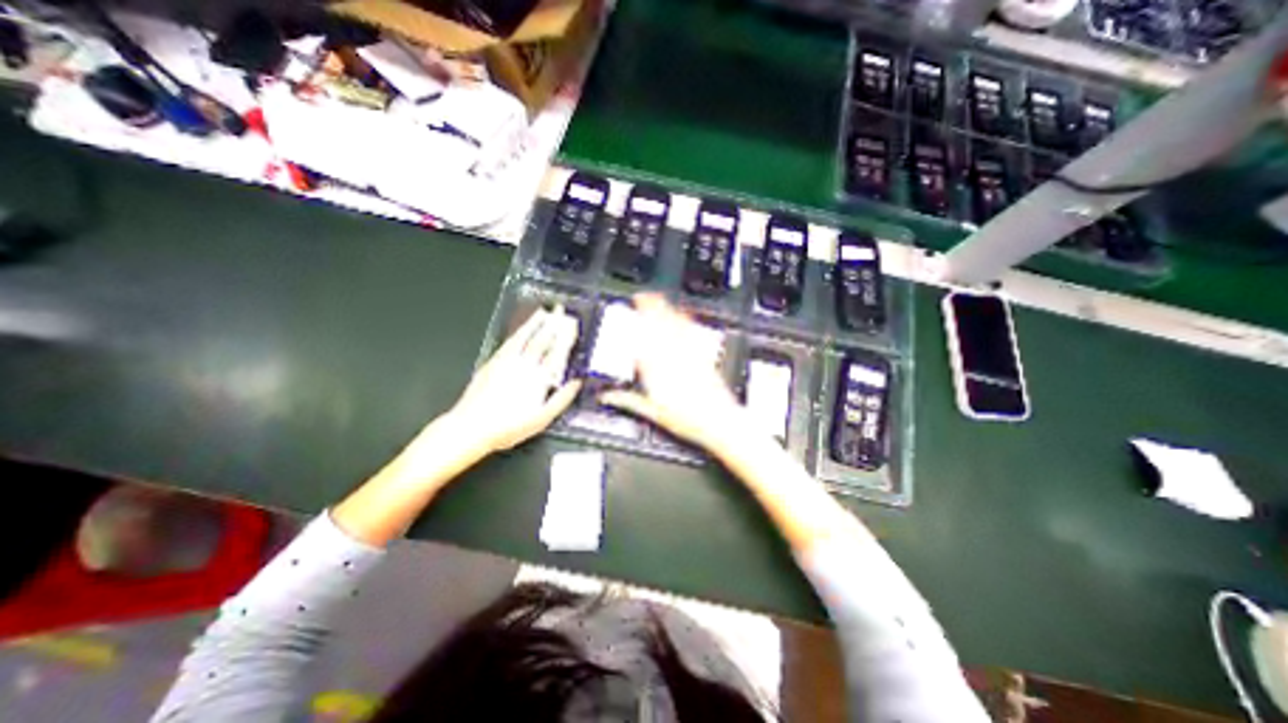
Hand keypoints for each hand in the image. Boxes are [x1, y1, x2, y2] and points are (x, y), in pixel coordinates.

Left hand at [444, 305, 583, 455]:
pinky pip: (509, 342)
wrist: (471, 427)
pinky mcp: (493, 363)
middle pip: (542, 340)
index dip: (566, 337)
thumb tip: (576, 383)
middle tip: (561, 311)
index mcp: (539, 378)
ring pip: (525, 337)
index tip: (573, 325)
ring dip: (535, 323)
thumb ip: (562, 399)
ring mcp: (507, 362)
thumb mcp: (542, 419)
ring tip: (544, 312)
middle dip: (553, 324)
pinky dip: (518, 333)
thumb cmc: (508, 427)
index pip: (557, 352)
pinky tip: (522, 329)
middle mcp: (524, 366)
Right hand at [600, 290, 749, 451]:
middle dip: (649, 308)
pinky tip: (683, 314)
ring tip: (658, 299)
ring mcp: (689, 354)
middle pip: (659, 326)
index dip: (634, 323)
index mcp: (656, 370)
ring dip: (665, 310)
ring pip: (675, 325)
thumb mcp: (652, 413)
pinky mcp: (703, 356)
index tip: (627, 314)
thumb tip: (608, 397)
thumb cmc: (687, 419)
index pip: (641, 339)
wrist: (719, 421)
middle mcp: (673, 357)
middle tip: (641, 297)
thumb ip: (628, 401)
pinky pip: (692, 333)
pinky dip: (684, 320)